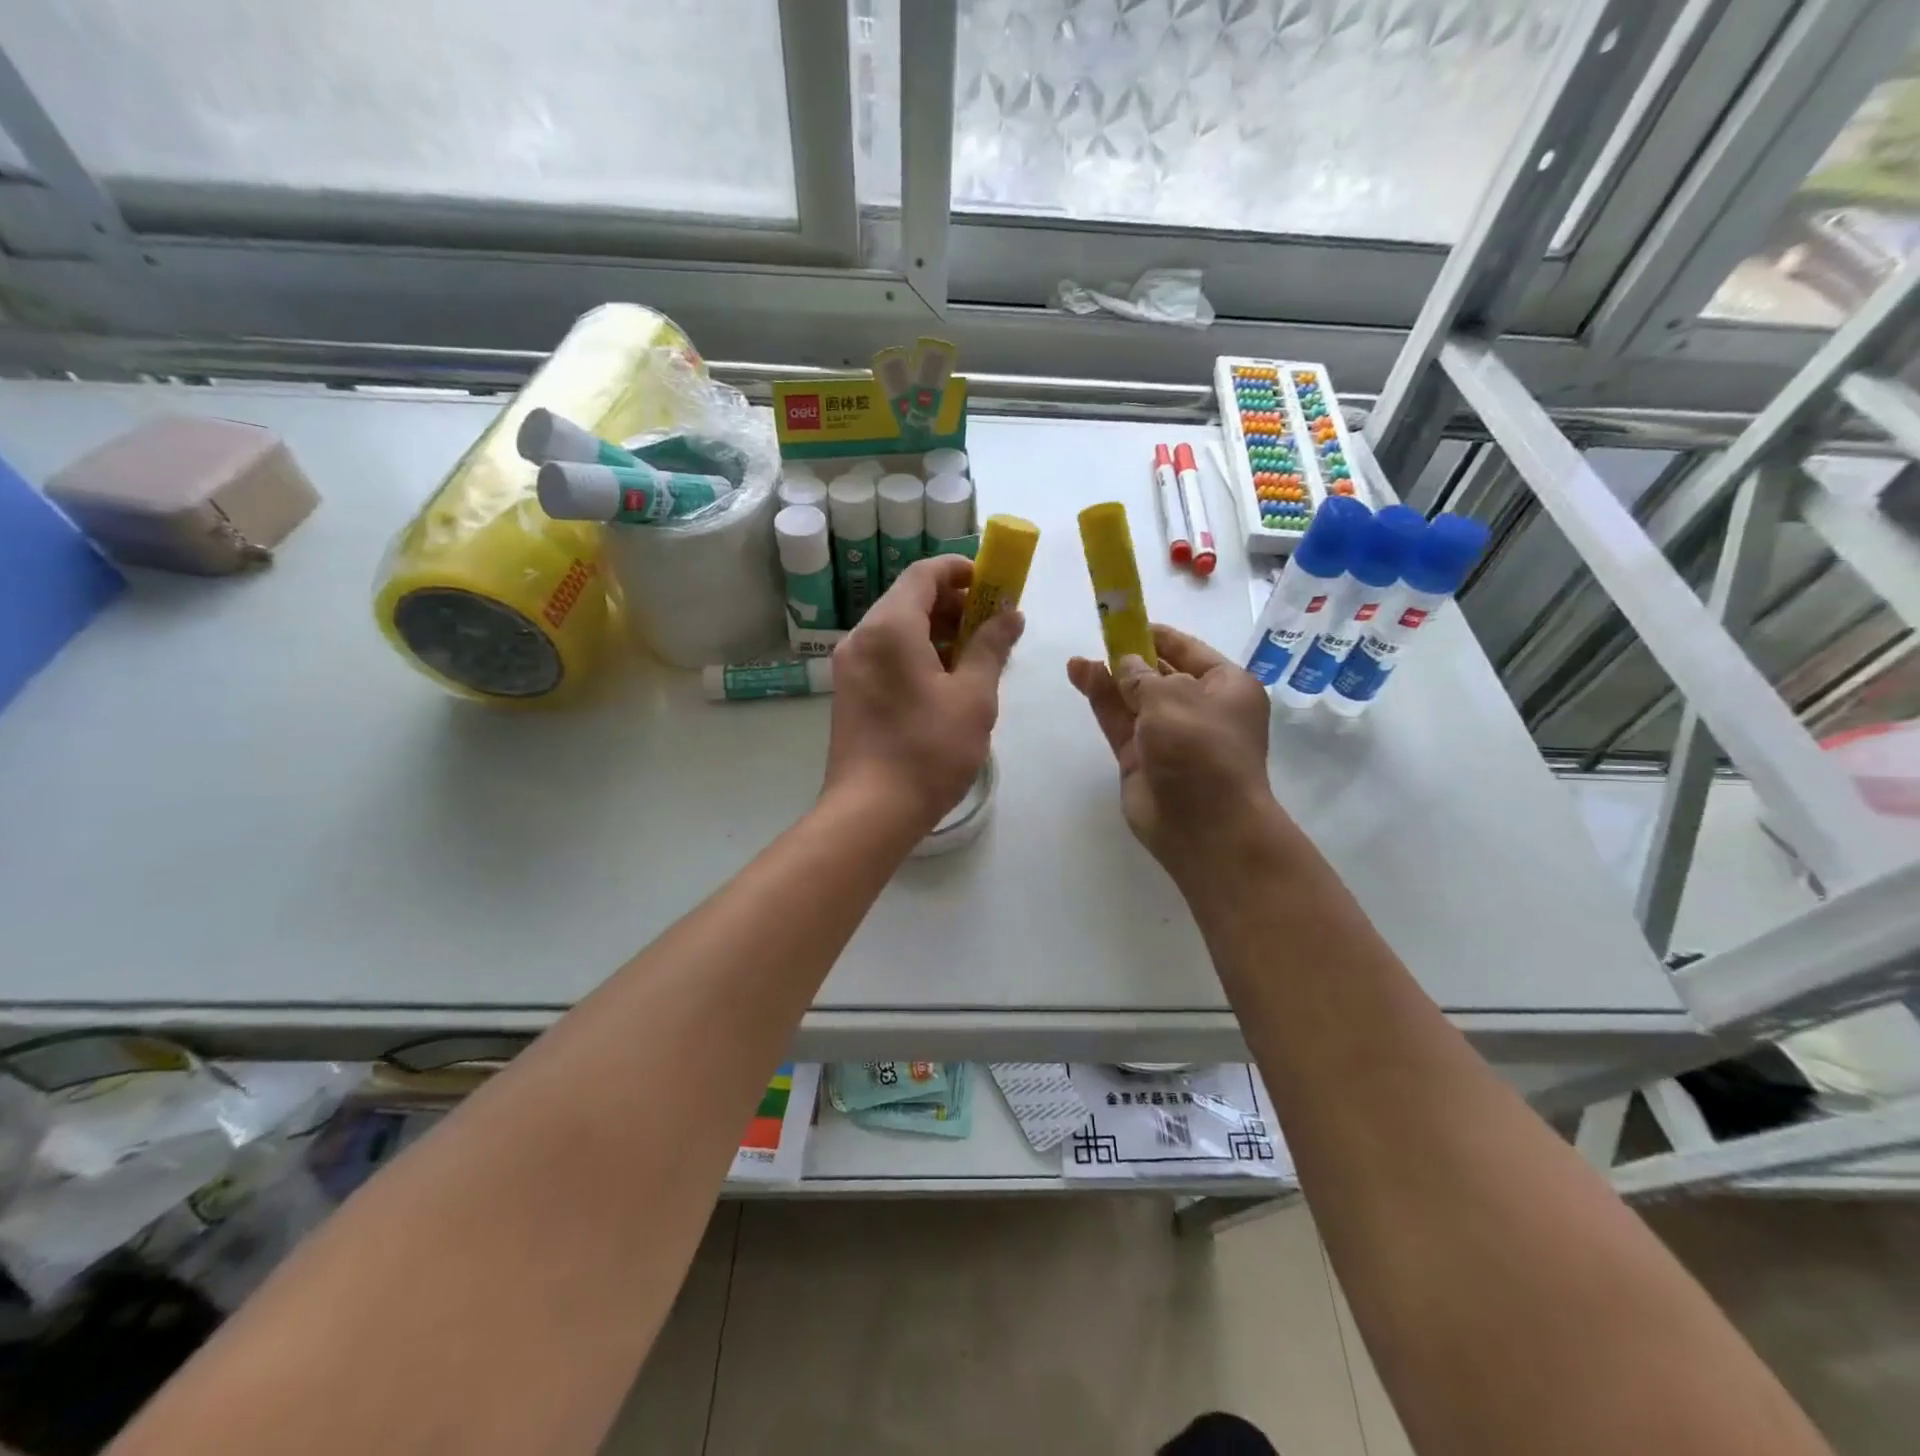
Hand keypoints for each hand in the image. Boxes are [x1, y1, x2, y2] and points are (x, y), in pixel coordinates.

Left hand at [824, 555, 1023, 836]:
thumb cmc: (928, 750)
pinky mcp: (850, 692)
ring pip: (898, 629)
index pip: (924, 573)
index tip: (995, 584)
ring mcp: (851, 666)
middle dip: (955, 604)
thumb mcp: (973, 696)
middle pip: (909, 599)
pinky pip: (887, 655)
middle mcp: (862, 637)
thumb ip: (991, 647)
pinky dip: (918, 654)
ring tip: (977, 656)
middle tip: (994, 625)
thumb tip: (1010, 614)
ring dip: (938, 631)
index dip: (962, 570)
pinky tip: (947, 682)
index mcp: (890, 627)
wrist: (870, 811)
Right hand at [1067, 624, 1277, 877]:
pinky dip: (1101, 700)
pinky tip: (1080, 677)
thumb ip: (1141, 676)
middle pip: (1159, 673)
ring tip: (1078, 660)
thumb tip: (1124, 664)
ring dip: (1108, 677)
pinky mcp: (1140, 758)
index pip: (1188, 650)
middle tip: (1097, 637)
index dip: (1156, 634)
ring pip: (1133, 698)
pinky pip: (1118, 721)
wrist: (1203, 825)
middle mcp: (1199, 708)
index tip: (1125, 620)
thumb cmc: (1201, 749)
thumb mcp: (1173, 697)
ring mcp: (1167, 735)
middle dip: (1128, 656)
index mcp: (1226, 687)